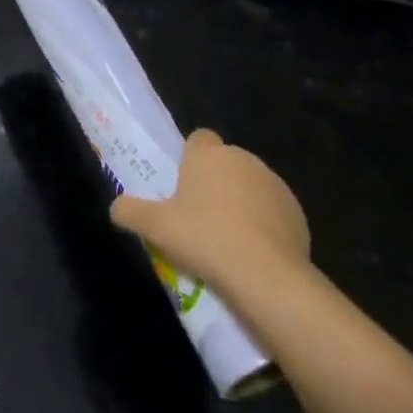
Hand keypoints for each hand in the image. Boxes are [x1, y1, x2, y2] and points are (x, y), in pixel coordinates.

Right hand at [111, 129, 309, 296]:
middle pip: (225, 163)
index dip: (190, 157)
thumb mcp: (154, 226)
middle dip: (215, 182)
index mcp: (208, 155)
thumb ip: (129, 212)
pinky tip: (252, 252)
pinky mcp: (296, 212)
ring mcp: (274, 184)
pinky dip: (263, 224)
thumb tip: (116, 208)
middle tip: (198, 216)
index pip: (199, 139)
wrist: (264, 273)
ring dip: (240, 203)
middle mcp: (243, 160)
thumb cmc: (202, 237)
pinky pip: (272, 211)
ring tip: (226, 239)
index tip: (183, 183)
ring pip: (250, 186)